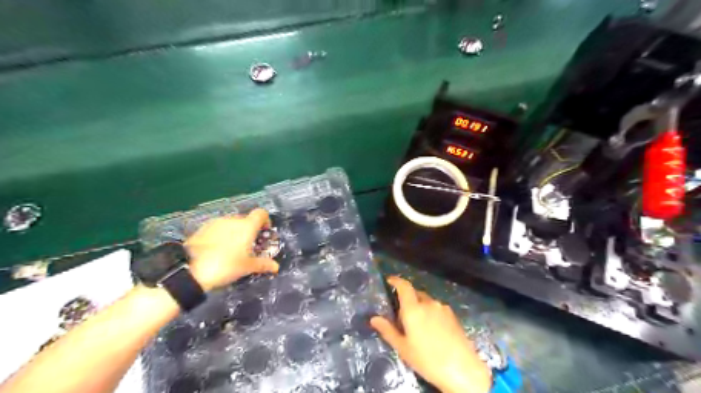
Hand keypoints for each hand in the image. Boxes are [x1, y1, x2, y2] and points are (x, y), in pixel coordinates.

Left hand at [186, 209, 278, 291]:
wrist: (189, 270)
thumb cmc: (225, 266)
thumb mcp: (247, 267)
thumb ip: (263, 264)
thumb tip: (276, 266)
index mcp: (247, 226)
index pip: (261, 213)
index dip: (266, 221)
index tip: (264, 233)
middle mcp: (232, 220)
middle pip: (246, 219)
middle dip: (250, 231)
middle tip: (249, 247)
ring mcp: (216, 223)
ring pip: (232, 224)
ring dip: (236, 233)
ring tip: (233, 250)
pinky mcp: (203, 228)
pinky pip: (219, 229)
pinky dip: (222, 235)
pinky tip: (218, 250)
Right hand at [369, 277, 487, 392]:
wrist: (463, 370)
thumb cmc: (428, 360)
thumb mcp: (403, 348)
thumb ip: (388, 330)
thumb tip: (374, 318)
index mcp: (414, 309)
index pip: (404, 286)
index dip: (396, 280)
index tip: (389, 280)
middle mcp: (428, 303)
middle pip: (415, 293)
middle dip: (407, 299)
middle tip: (402, 315)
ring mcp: (442, 308)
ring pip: (426, 301)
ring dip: (420, 307)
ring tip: (417, 326)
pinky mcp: (452, 315)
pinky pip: (436, 308)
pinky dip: (430, 312)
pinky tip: (432, 330)